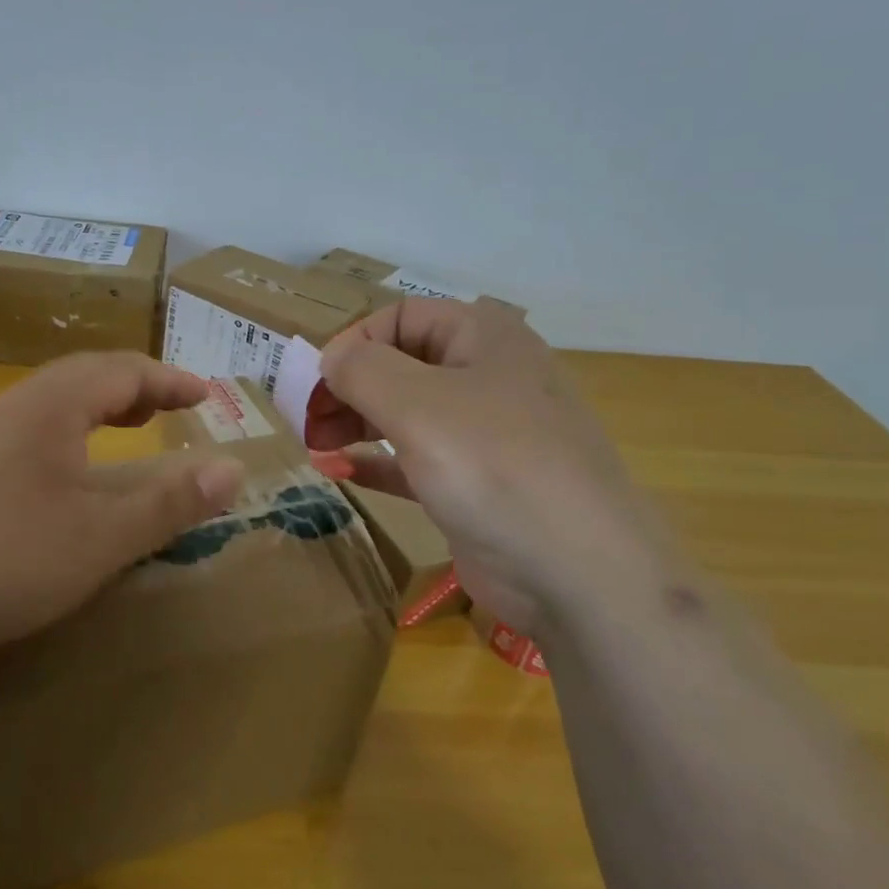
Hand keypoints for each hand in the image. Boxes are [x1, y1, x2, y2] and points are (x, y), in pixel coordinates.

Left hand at [0, 352, 244, 678]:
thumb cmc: (1, 560)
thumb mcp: (100, 539)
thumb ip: (169, 503)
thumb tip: (233, 469)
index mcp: (50, 407)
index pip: (122, 370)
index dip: (169, 380)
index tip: (206, 396)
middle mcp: (12, 407)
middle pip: (84, 376)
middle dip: (135, 387)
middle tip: (171, 408)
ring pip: (51, 401)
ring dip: (99, 406)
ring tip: (128, 429)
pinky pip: (28, 428)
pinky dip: (68, 432)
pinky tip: (66, 471)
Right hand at [308, 299, 674, 630]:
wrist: (580, 572)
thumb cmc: (493, 465)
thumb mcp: (415, 404)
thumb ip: (361, 370)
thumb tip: (333, 360)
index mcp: (484, 337)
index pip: (402, 316)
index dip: (355, 341)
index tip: (318, 381)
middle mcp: (488, 376)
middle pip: (401, 364)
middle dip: (349, 387)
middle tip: (308, 420)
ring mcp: (486, 434)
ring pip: (407, 413)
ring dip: (357, 423)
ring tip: (316, 446)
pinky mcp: (478, 484)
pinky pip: (417, 459)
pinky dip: (378, 462)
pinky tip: (342, 472)